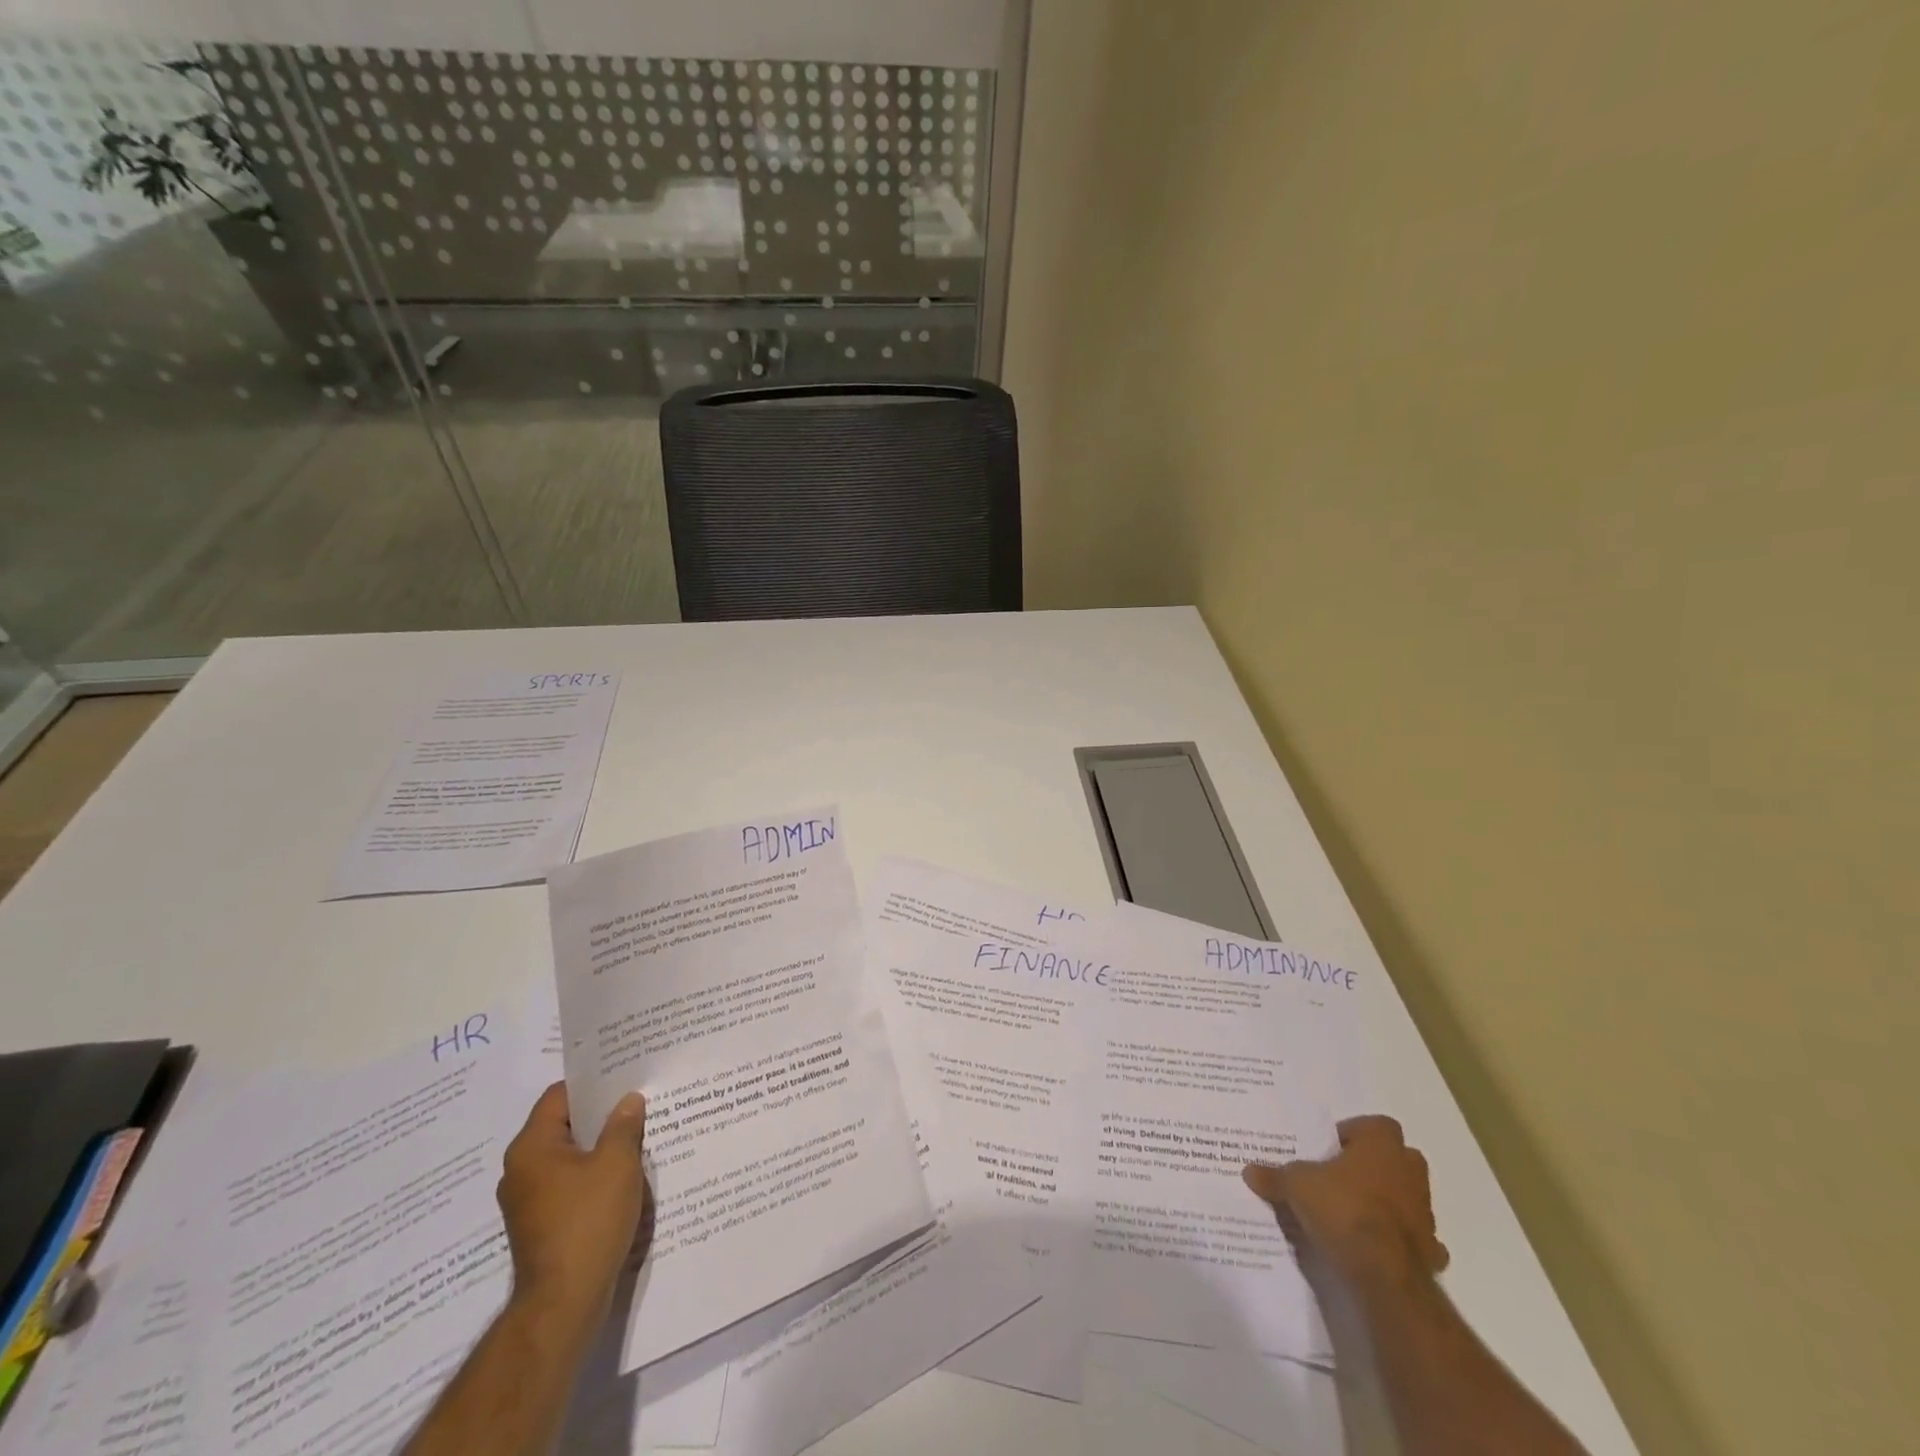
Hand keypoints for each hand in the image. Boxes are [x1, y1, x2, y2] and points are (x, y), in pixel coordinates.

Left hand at [498, 1082, 651, 1330]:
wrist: (565, 1302)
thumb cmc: (588, 1221)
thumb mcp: (617, 1163)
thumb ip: (624, 1125)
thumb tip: (628, 1102)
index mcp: (531, 1148)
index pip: (559, 1096)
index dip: (592, 1083)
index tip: (624, 1076)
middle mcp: (521, 1170)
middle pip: (565, 1126)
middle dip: (601, 1116)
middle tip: (638, 1102)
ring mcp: (528, 1202)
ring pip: (570, 1157)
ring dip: (600, 1148)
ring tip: (638, 1136)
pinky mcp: (541, 1226)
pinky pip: (570, 1185)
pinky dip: (594, 1176)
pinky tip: (625, 1177)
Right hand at [1243, 1115, 1448, 1286]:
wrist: (1385, 1274)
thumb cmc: (1343, 1209)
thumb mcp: (1296, 1186)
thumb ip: (1275, 1176)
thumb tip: (1248, 1170)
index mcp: (1382, 1146)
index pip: (1376, 1125)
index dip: (1354, 1133)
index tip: (1331, 1148)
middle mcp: (1409, 1172)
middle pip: (1399, 1158)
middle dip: (1376, 1165)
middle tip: (1342, 1176)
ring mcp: (1425, 1213)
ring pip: (1409, 1197)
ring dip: (1389, 1202)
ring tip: (1353, 1212)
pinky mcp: (1431, 1250)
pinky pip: (1418, 1239)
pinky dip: (1401, 1241)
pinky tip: (1377, 1248)